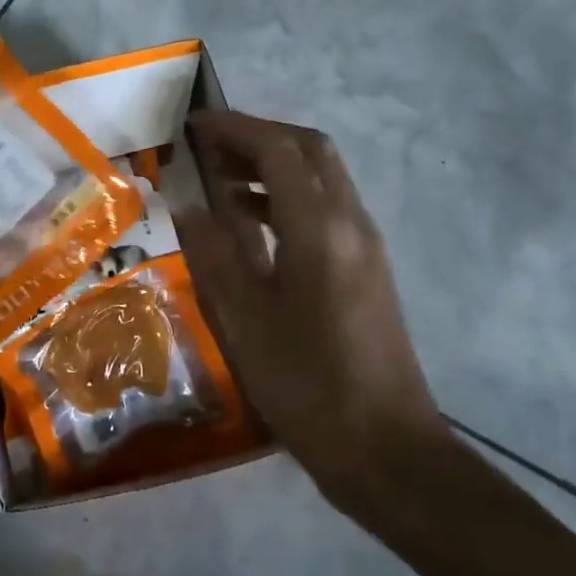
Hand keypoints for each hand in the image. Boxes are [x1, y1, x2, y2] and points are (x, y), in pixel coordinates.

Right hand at [176, 110, 448, 516]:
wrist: (387, 449)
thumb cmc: (308, 387)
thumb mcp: (246, 322)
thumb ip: (216, 255)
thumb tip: (189, 207)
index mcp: (320, 229)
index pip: (278, 150)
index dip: (234, 129)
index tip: (193, 126)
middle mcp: (350, 223)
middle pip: (309, 150)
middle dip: (258, 137)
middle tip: (208, 148)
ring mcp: (365, 246)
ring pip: (320, 178)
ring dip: (272, 167)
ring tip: (219, 184)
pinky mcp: (367, 269)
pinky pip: (325, 210)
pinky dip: (286, 199)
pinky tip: (252, 228)